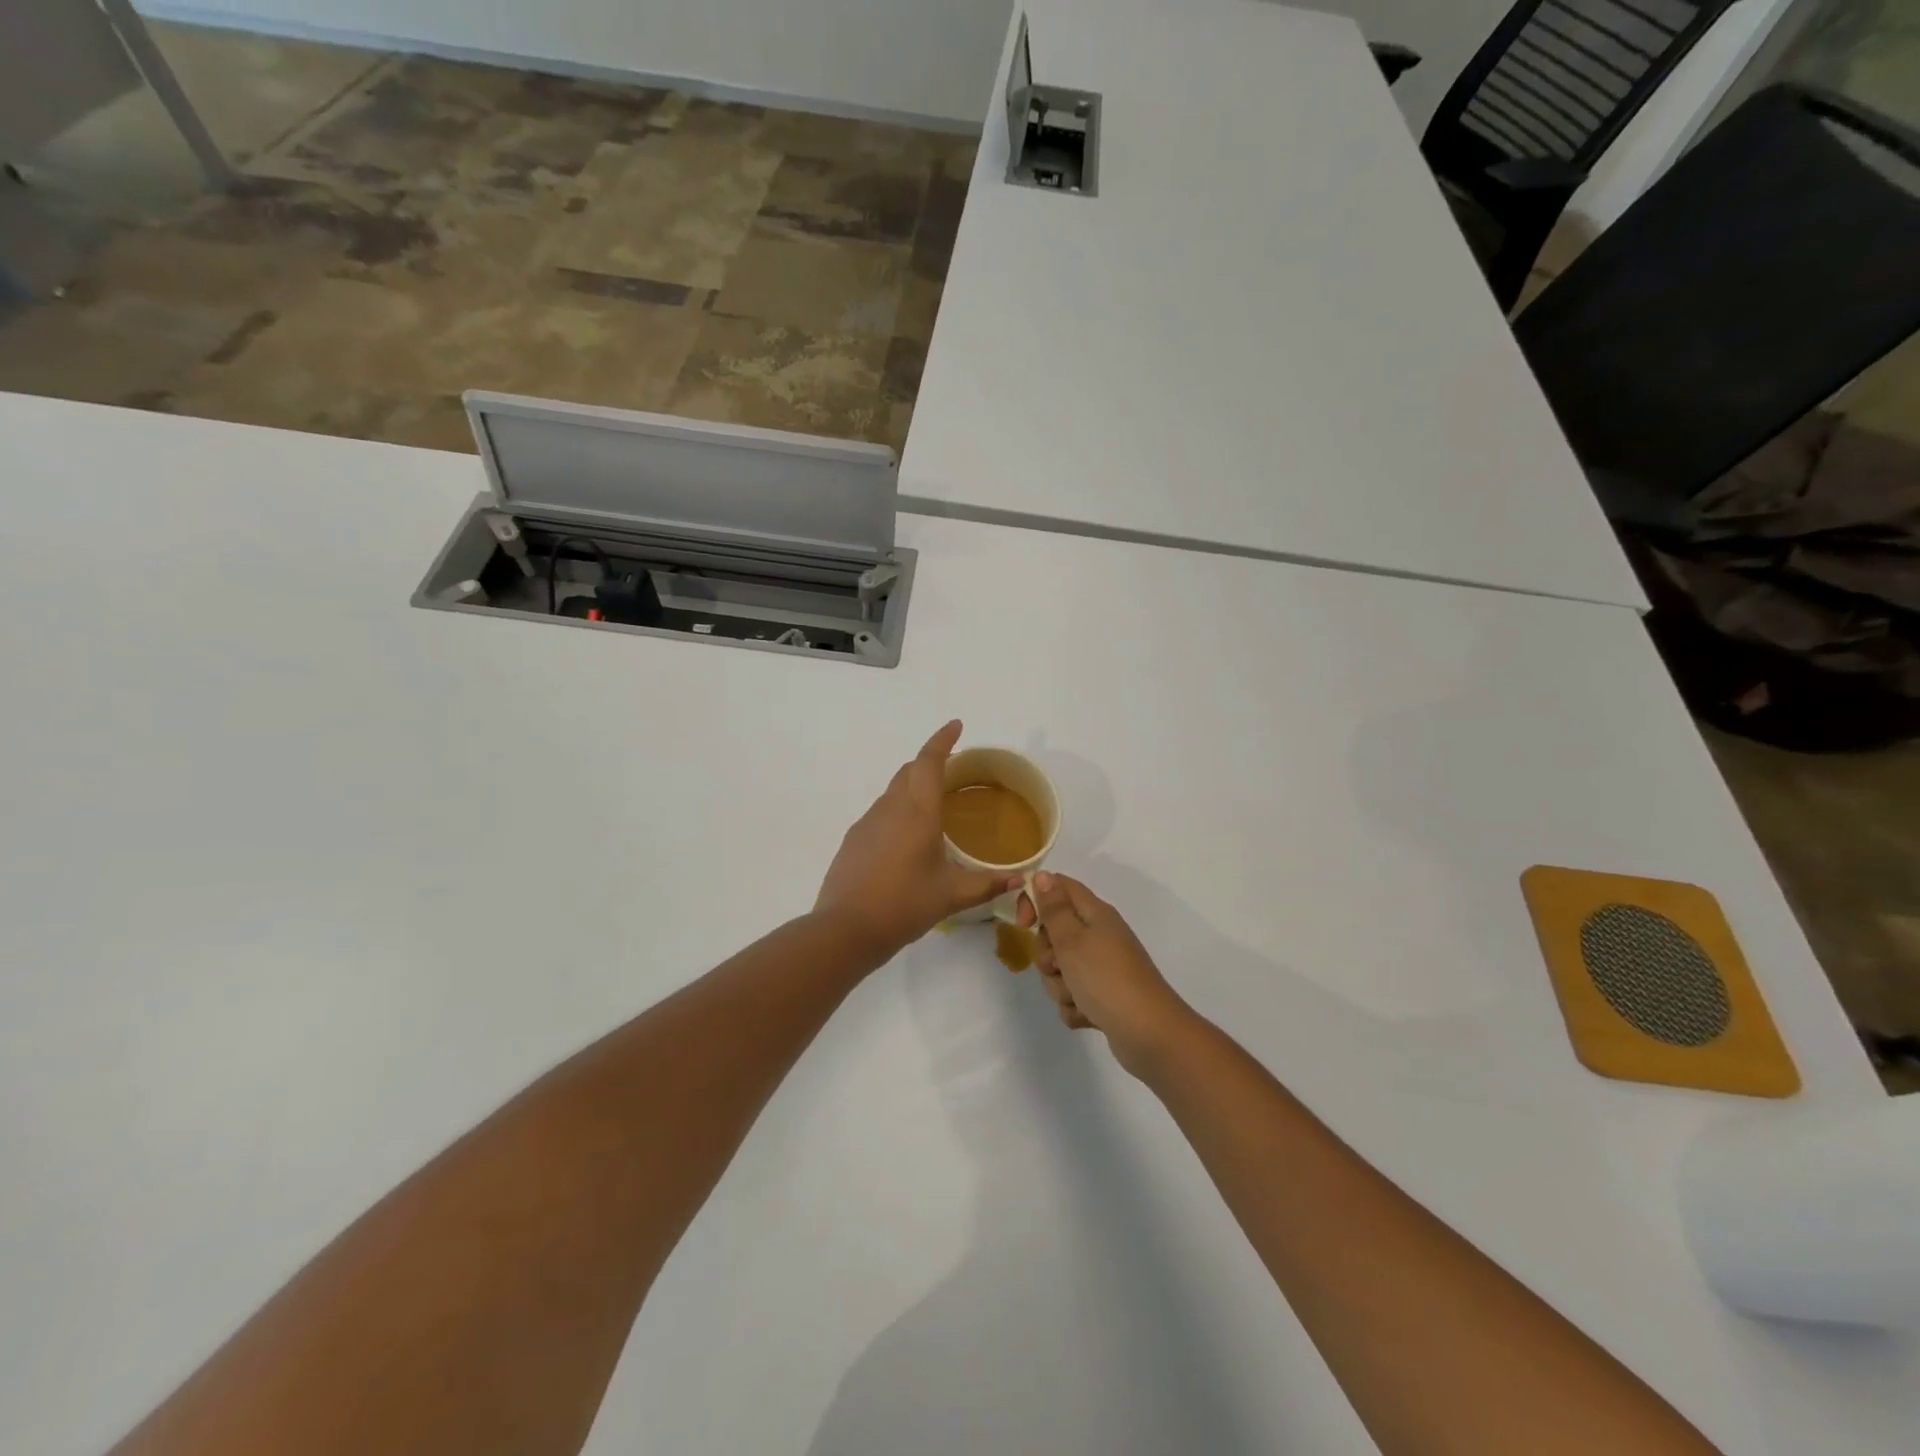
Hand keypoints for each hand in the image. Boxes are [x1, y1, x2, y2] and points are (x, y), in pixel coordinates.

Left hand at [816, 721, 1016, 958]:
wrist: (846, 929)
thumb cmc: (904, 905)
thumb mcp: (952, 895)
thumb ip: (988, 884)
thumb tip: (1020, 879)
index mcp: (918, 812)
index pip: (929, 761)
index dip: (943, 740)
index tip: (956, 725)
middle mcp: (890, 808)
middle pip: (909, 771)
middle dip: (930, 761)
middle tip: (954, 770)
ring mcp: (868, 822)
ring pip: (893, 791)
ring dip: (913, 786)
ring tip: (935, 806)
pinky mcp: (854, 839)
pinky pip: (881, 812)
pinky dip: (899, 810)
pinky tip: (908, 838)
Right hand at [1019, 872, 1198, 1075]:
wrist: (1149, 1034)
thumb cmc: (1106, 979)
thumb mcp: (1072, 939)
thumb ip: (1054, 908)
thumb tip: (1043, 875)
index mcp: (1095, 914)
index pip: (1058, 888)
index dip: (1035, 900)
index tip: (1023, 924)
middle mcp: (1099, 936)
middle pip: (1054, 934)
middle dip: (1047, 956)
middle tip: (1059, 966)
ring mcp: (1102, 968)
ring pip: (1060, 969)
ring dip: (1060, 986)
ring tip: (1078, 997)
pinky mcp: (1103, 997)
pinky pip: (1073, 996)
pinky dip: (1075, 1007)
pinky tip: (1088, 1016)